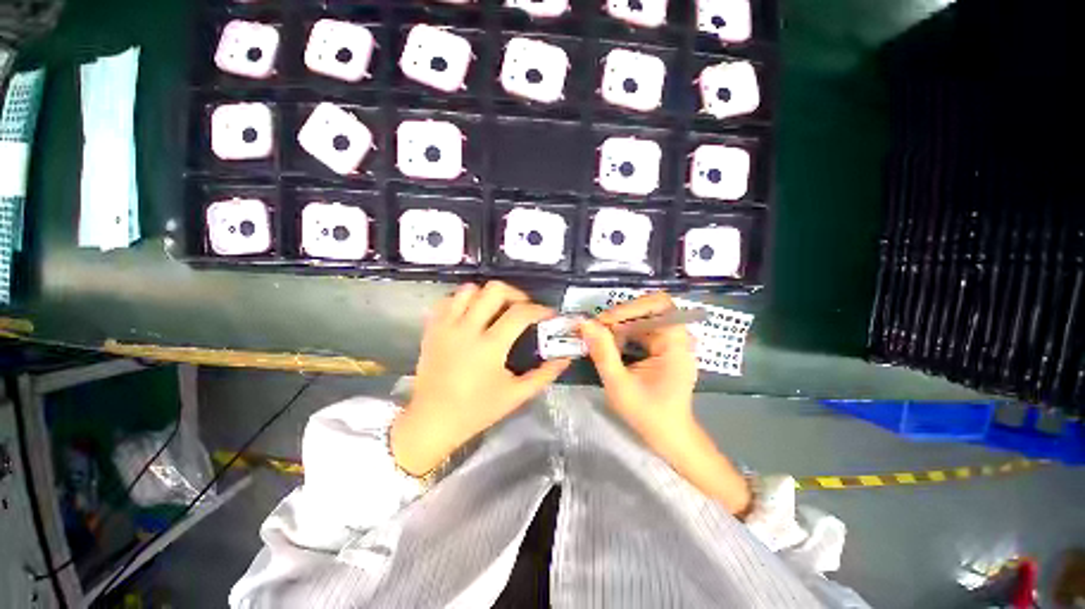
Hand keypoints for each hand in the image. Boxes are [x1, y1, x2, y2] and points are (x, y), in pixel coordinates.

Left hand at [391, 281, 570, 475]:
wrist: (431, 420)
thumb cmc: (476, 410)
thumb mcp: (516, 395)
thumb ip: (544, 374)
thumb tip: (565, 358)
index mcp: (489, 346)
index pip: (520, 313)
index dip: (540, 309)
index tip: (549, 314)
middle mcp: (466, 329)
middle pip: (494, 290)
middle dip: (515, 294)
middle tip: (523, 308)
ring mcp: (445, 326)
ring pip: (469, 289)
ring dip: (488, 295)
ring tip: (497, 310)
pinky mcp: (432, 328)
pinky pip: (449, 300)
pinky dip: (464, 301)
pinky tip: (472, 315)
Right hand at [579, 292, 697, 444]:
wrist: (670, 437)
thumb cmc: (648, 414)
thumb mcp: (619, 384)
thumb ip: (602, 352)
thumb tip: (585, 323)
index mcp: (676, 343)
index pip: (658, 305)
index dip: (630, 307)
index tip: (604, 322)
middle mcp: (677, 337)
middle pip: (651, 308)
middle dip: (622, 315)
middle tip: (598, 327)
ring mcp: (671, 342)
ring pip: (644, 317)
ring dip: (621, 323)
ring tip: (601, 336)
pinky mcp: (664, 348)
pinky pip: (643, 330)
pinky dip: (625, 333)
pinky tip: (612, 344)